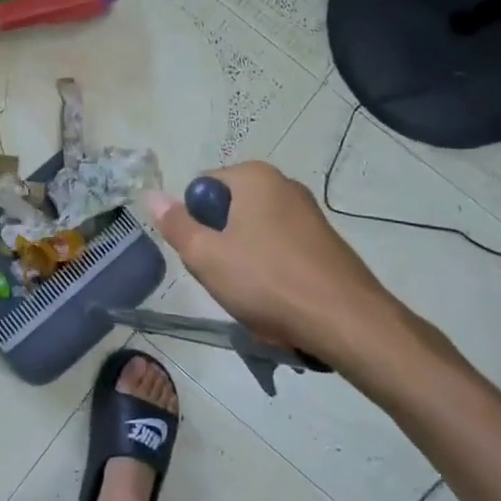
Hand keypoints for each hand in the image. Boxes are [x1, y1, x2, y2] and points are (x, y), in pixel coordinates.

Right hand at [148, 162, 422, 376]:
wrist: (348, 323)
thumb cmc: (267, 282)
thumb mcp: (206, 256)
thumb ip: (176, 224)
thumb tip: (152, 195)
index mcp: (254, 177)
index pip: (201, 189)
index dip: (194, 223)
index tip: (204, 255)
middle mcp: (283, 184)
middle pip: (228, 211)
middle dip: (220, 244)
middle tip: (224, 277)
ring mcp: (309, 214)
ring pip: (254, 235)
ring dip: (245, 263)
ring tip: (253, 296)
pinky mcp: (325, 243)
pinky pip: (281, 252)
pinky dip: (273, 274)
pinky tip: (279, 303)